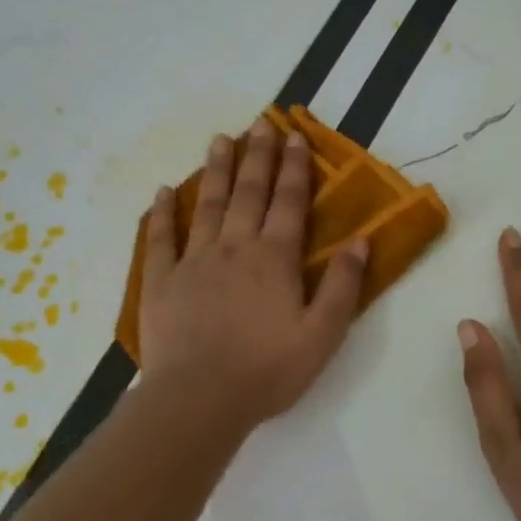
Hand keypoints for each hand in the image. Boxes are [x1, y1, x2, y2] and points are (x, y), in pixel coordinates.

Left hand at [139, 118, 366, 432]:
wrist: (200, 398)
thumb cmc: (267, 370)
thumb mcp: (322, 335)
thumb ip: (343, 286)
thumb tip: (360, 241)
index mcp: (274, 258)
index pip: (289, 202)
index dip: (294, 168)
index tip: (294, 136)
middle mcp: (234, 247)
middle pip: (248, 192)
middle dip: (257, 156)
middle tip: (260, 123)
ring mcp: (193, 260)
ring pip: (207, 204)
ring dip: (215, 170)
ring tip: (219, 139)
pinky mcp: (161, 280)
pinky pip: (160, 237)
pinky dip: (161, 212)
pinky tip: (163, 191)